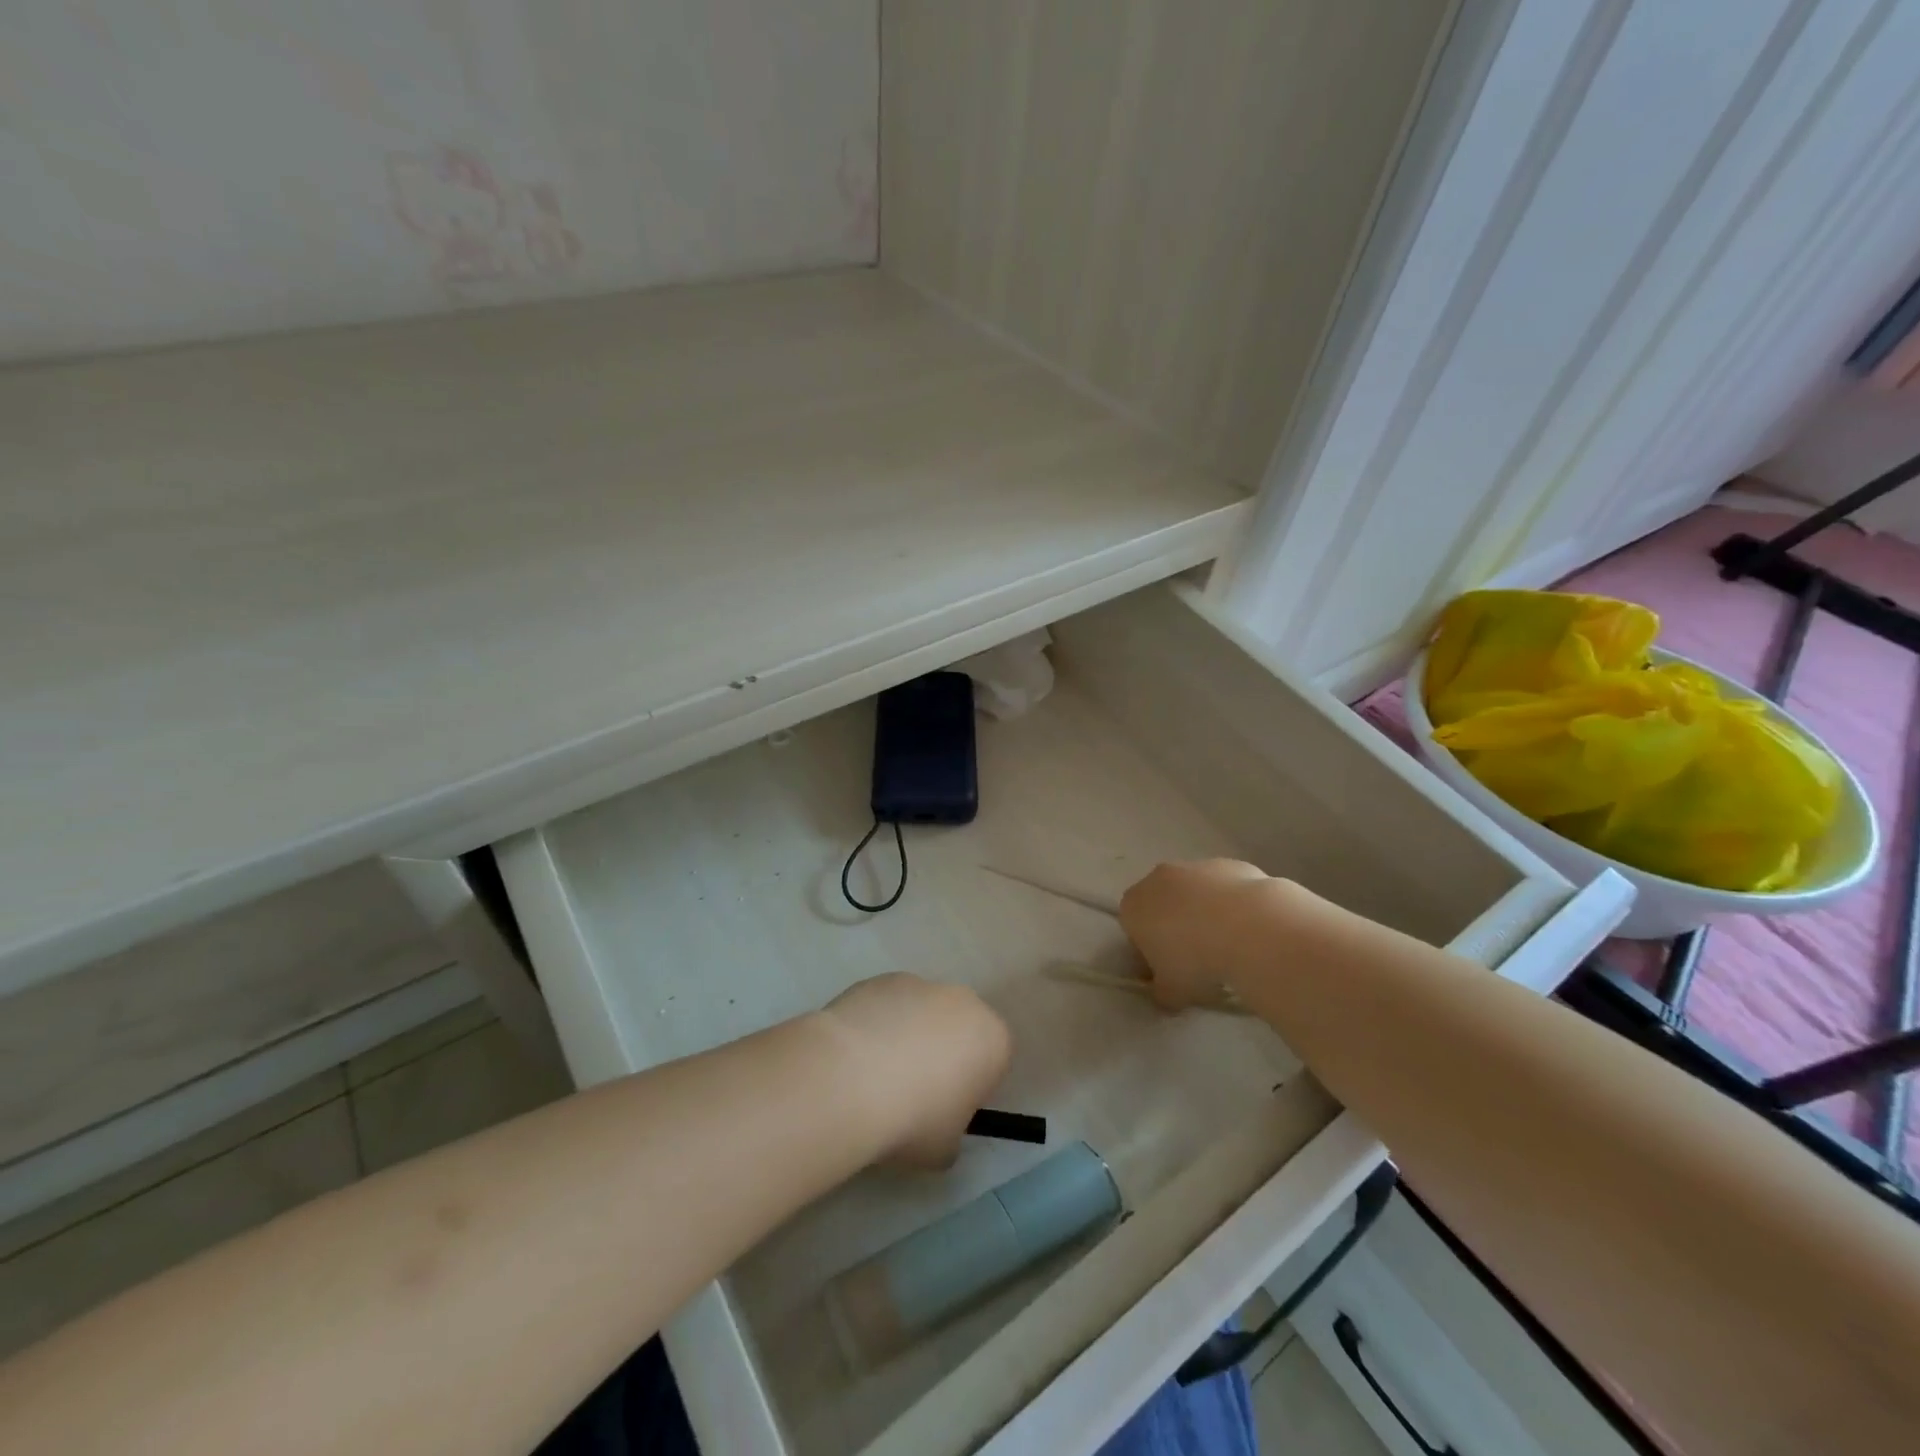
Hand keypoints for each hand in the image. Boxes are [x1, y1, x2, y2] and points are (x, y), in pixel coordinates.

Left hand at [821, 973, 1012, 1168]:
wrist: (850, 1079)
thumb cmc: (913, 1120)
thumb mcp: (945, 1149)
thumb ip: (952, 1133)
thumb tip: (937, 1127)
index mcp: (993, 1039)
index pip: (994, 1060)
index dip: (972, 1087)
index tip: (946, 1110)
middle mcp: (963, 1001)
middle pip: (959, 1028)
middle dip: (942, 1053)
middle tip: (912, 1091)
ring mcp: (920, 983)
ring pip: (921, 1012)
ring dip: (907, 1035)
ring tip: (874, 1075)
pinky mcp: (880, 979)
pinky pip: (887, 1005)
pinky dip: (877, 1024)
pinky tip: (854, 1055)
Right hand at [1119, 859, 1277, 1010]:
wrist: (1249, 928)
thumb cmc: (1196, 961)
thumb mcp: (1171, 993)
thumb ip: (1161, 992)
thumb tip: (1166, 994)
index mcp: (1134, 906)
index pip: (1133, 929)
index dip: (1149, 952)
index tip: (1169, 972)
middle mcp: (1158, 879)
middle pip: (1161, 904)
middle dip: (1175, 927)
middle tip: (1197, 959)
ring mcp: (1195, 866)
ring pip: (1194, 893)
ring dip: (1204, 913)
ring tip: (1230, 945)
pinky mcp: (1229, 863)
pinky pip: (1225, 888)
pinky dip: (1232, 904)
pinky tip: (1250, 929)